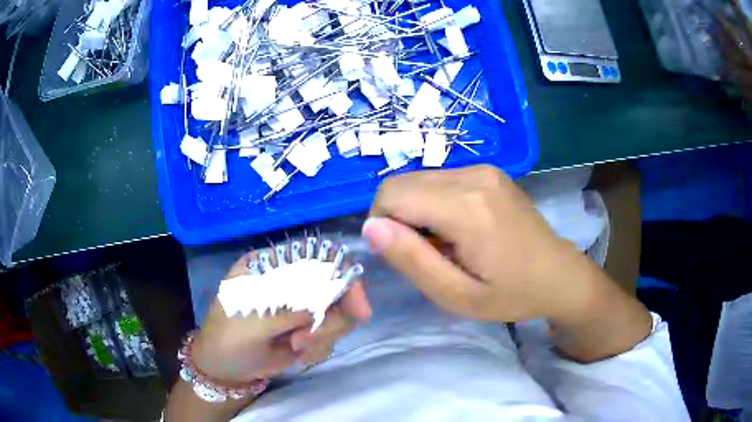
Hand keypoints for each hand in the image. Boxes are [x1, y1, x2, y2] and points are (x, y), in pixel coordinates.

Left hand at [191, 251, 371, 383]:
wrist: (226, 371)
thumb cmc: (227, 339)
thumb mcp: (250, 323)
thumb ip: (284, 313)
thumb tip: (320, 310)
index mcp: (270, 266)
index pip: (314, 256)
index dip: (341, 274)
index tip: (356, 308)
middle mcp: (289, 281)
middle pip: (334, 286)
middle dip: (331, 318)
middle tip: (312, 338)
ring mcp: (300, 306)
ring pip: (337, 313)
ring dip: (323, 336)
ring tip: (296, 347)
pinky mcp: (307, 329)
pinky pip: (331, 335)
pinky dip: (320, 348)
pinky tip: (300, 356)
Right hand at [363, 165, 602, 323]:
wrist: (558, 274)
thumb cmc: (511, 294)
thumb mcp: (456, 296)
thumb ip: (411, 260)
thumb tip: (371, 227)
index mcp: (466, 207)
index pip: (391, 195)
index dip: (382, 225)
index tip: (404, 254)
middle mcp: (472, 176)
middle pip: (401, 183)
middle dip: (397, 217)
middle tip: (426, 252)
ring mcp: (483, 169)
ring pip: (417, 179)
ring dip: (416, 210)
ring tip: (445, 242)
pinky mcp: (488, 170)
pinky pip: (439, 179)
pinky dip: (434, 201)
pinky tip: (459, 227)